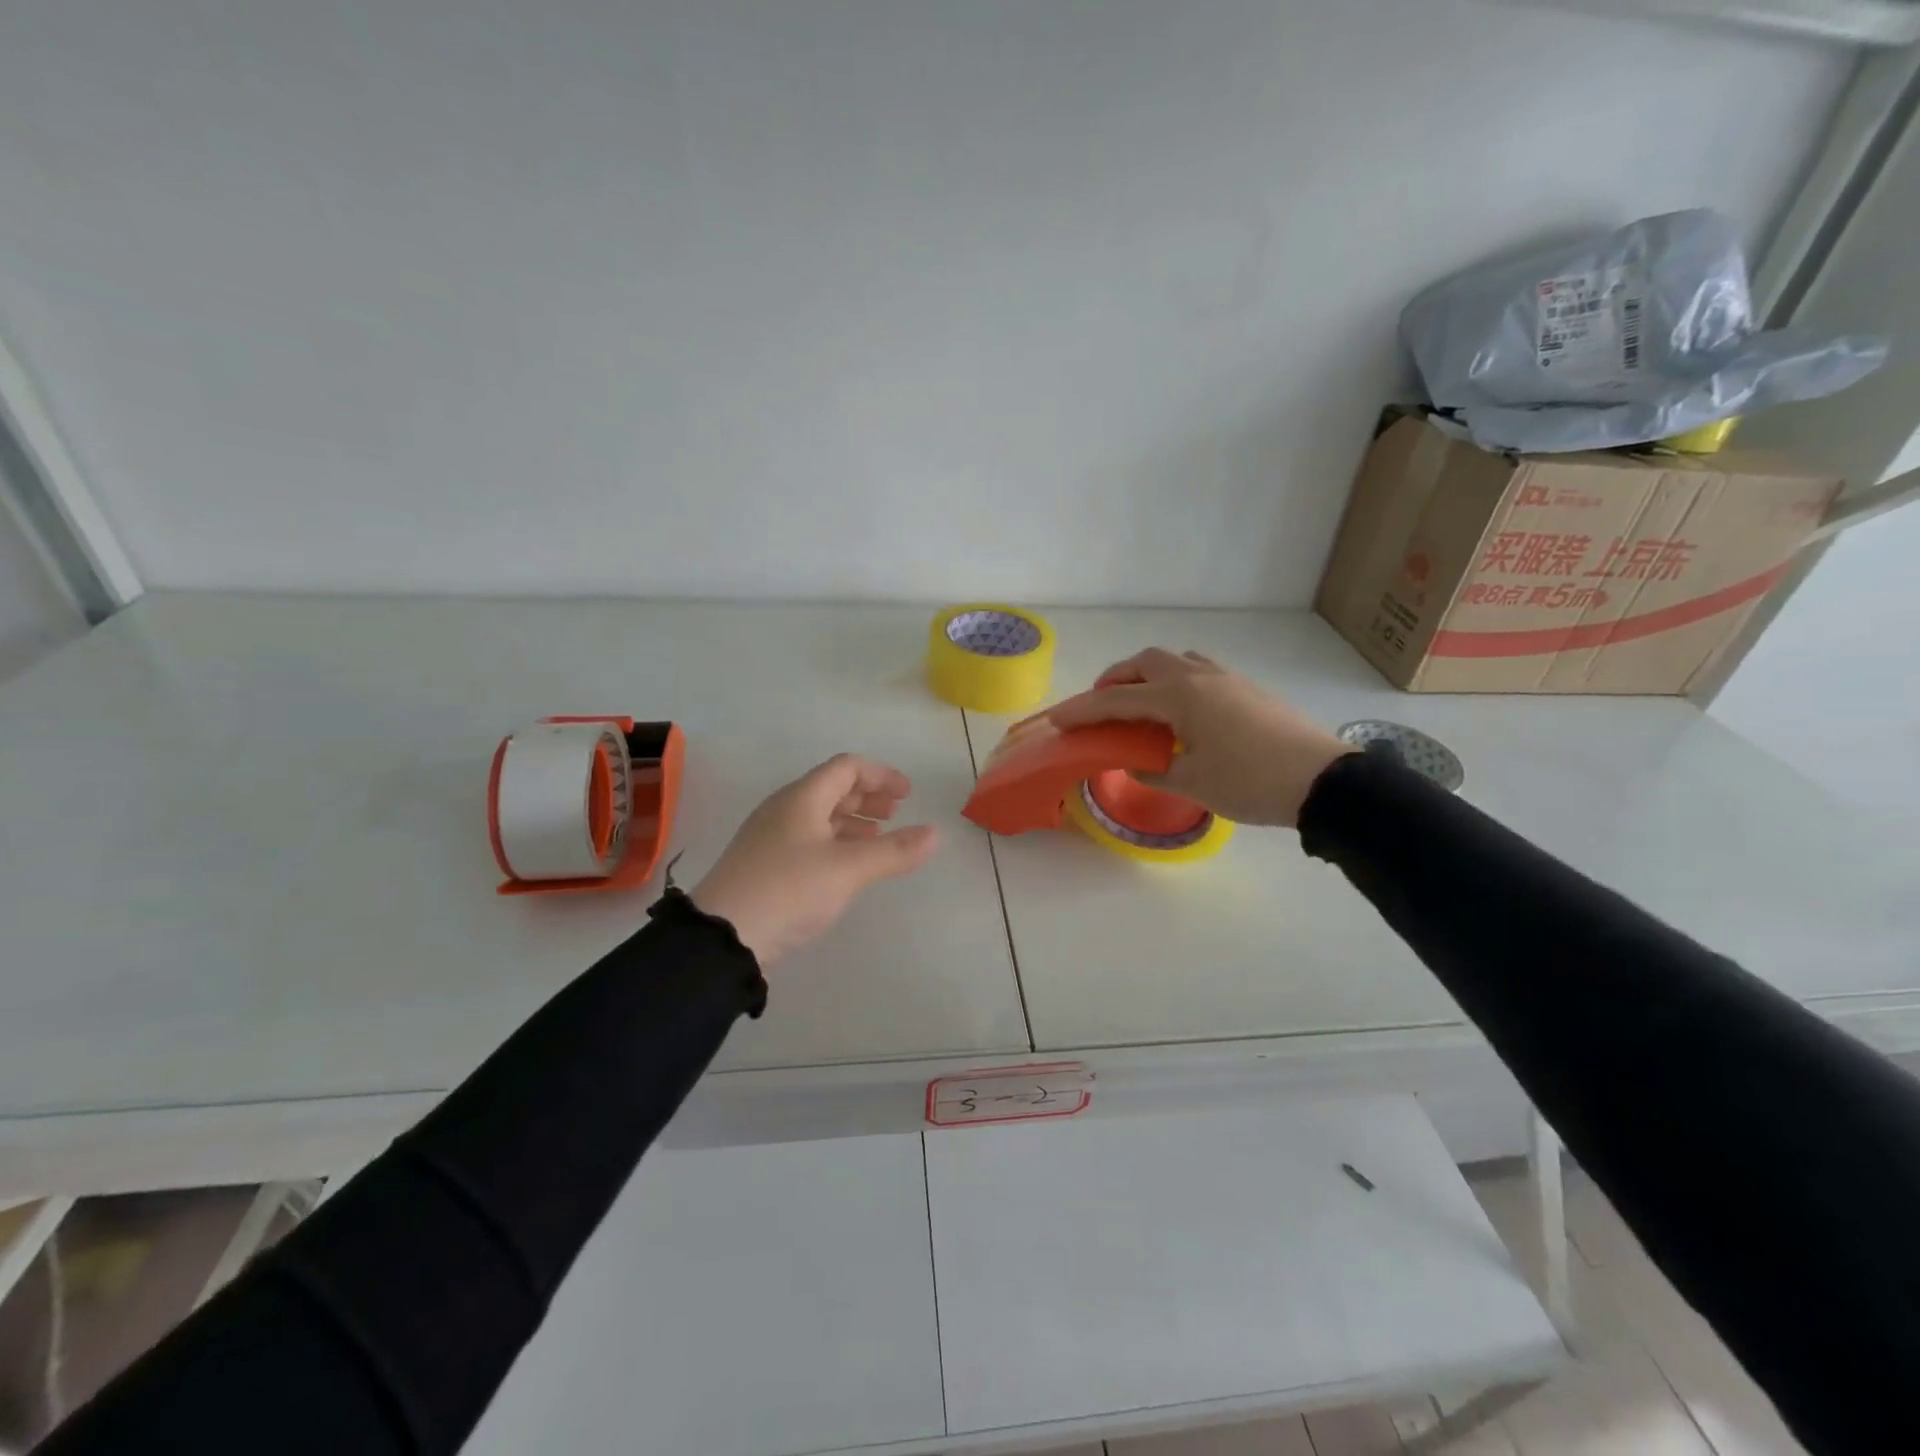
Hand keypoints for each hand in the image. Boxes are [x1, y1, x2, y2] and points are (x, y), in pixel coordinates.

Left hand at [690, 755, 939, 966]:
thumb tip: (935, 834)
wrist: (723, 937)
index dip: (881, 774)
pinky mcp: (765, 864)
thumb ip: (894, 851)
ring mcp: (770, 837)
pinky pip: (808, 839)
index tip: (908, 795)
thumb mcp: (848, 870)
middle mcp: (784, 809)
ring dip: (853, 821)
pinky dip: (836, 842)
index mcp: (802, 798)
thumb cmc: (789, 890)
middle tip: (896, 814)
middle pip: (832, 788)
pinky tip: (847, 866)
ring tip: (878, 839)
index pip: (846, 767)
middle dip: (868, 797)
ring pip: (820, 816)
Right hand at [1045, 648, 1353, 827]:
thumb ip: (1155, 769)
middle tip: (1099, 705)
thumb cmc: (1251, 782)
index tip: (1057, 718)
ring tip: (1138, 704)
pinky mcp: (1246, 688)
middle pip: (1145, 662)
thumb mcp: (1193, 784)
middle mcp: (1199, 676)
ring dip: (1147, 675)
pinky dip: (1175, 681)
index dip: (1083, 710)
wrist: (1324, 780)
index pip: (1117, 700)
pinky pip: (1198, 671)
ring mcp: (1226, 678)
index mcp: (1179, 696)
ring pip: (1174, 660)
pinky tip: (1181, 712)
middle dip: (1115, 680)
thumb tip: (1139, 761)